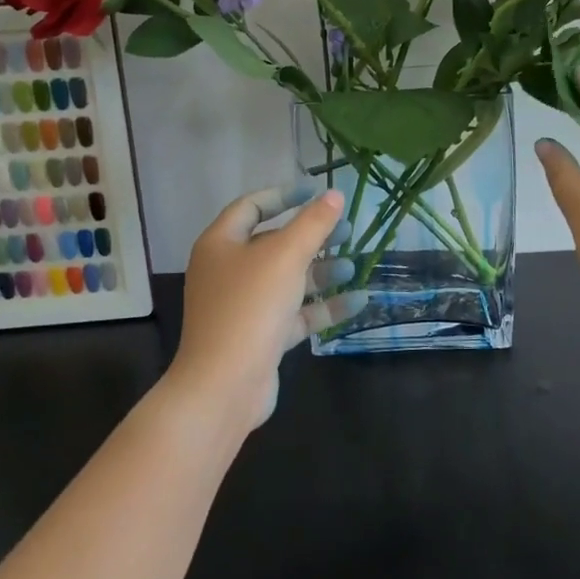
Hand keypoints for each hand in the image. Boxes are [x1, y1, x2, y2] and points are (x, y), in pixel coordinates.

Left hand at [168, 182, 367, 429]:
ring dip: (322, 272)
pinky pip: (295, 313)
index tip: (317, 193)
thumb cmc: (250, 307)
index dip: (285, 195)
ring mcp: (244, 306)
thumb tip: (334, 194)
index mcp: (221, 244)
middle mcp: (228, 271)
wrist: (224, 385)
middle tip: (347, 230)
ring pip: (288, 279)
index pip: (252, 206)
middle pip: (274, 243)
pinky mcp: (261, 336)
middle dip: (312, 236)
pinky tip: (358, 300)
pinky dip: (324, 306)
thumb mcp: (285, 257)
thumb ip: (312, 223)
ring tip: (355, 266)